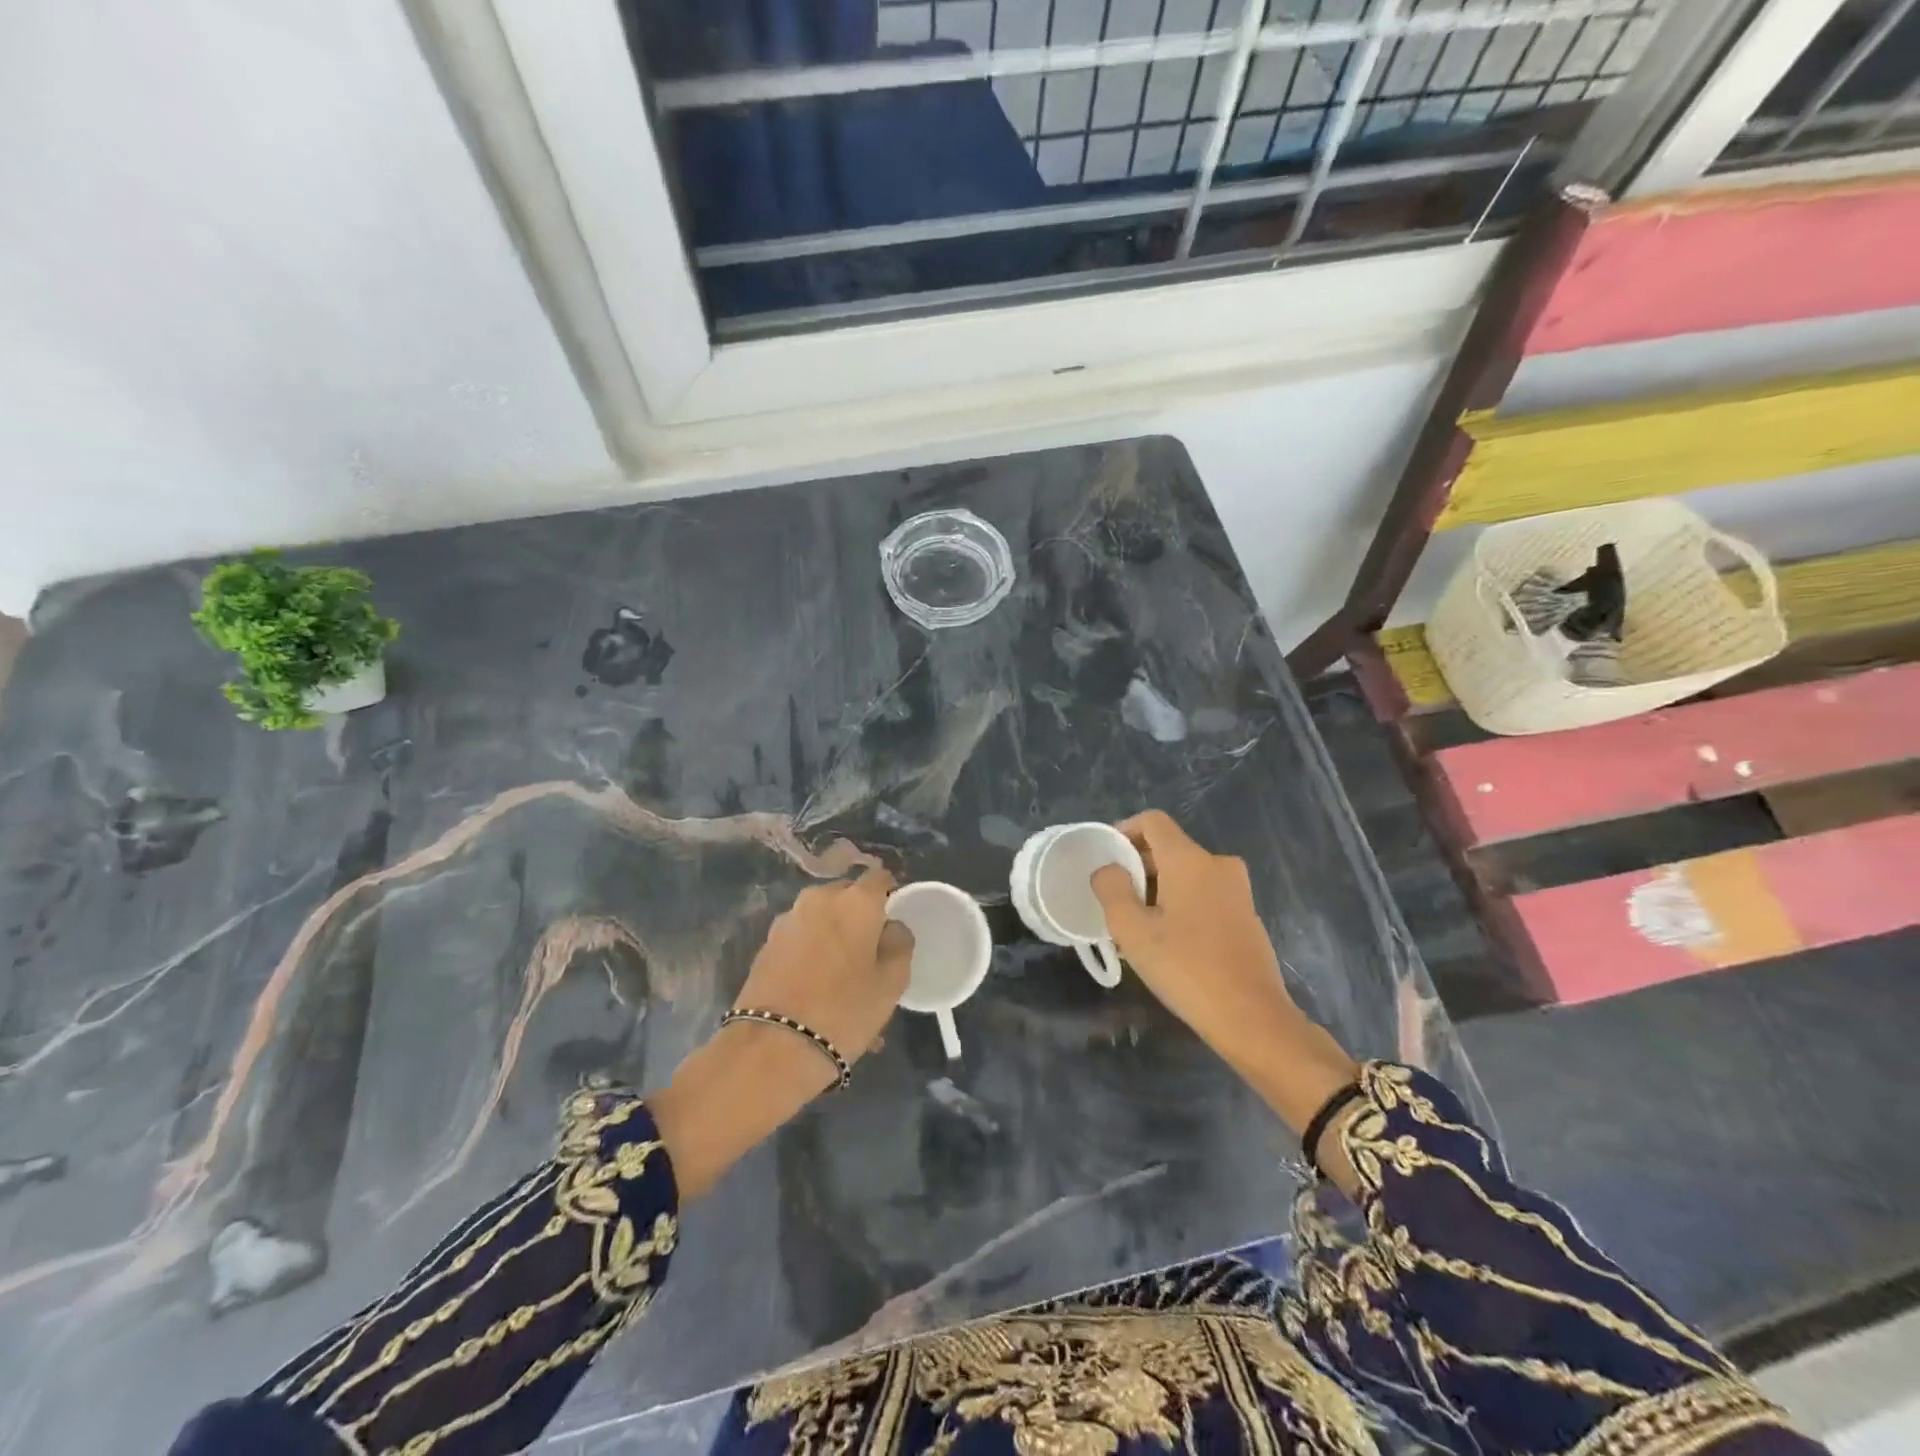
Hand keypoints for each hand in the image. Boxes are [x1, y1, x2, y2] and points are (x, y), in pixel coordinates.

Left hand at [650, 869, 911, 1200]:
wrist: (772, 1048)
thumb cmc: (843, 1011)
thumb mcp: (891, 982)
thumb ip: (899, 944)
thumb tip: (891, 926)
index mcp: (855, 900)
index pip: (880, 878)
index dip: (890, 895)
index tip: (895, 921)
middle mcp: (819, 898)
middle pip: (847, 896)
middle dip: (860, 916)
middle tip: (870, 952)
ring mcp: (787, 919)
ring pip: (822, 918)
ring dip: (834, 935)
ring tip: (843, 976)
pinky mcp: (766, 943)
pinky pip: (801, 937)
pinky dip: (812, 951)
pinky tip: (817, 985)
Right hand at [1091, 811, 1357, 1145]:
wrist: (1252, 1018)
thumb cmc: (1185, 968)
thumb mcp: (1132, 930)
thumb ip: (1111, 889)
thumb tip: (1108, 869)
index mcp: (1190, 859)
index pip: (1152, 821)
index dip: (1123, 832)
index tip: (1105, 859)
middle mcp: (1218, 864)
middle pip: (1168, 848)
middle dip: (1137, 867)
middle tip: (1114, 901)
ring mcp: (1237, 890)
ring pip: (1186, 874)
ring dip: (1157, 890)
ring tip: (1136, 926)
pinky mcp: (1246, 915)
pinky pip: (1204, 894)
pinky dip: (1181, 904)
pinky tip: (1168, 942)